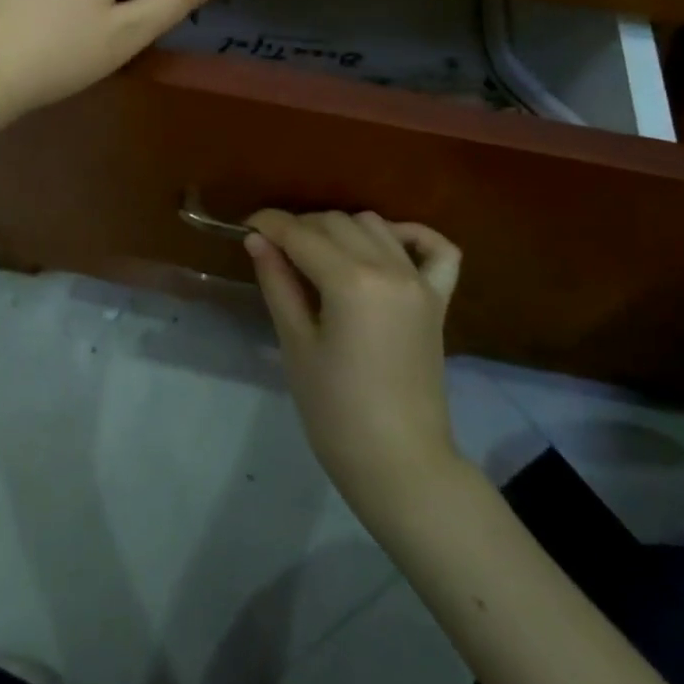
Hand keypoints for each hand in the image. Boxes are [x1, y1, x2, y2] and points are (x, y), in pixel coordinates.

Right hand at [246, 210, 465, 521]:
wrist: (397, 461)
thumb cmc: (334, 410)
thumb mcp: (296, 343)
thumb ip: (278, 283)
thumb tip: (257, 239)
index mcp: (350, 281)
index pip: (301, 233)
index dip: (269, 224)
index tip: (245, 226)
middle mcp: (389, 268)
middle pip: (336, 222)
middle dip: (300, 227)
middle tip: (274, 250)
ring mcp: (419, 282)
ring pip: (375, 226)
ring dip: (342, 229)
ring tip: (317, 255)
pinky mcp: (438, 300)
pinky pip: (436, 249)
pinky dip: (411, 236)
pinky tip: (385, 244)